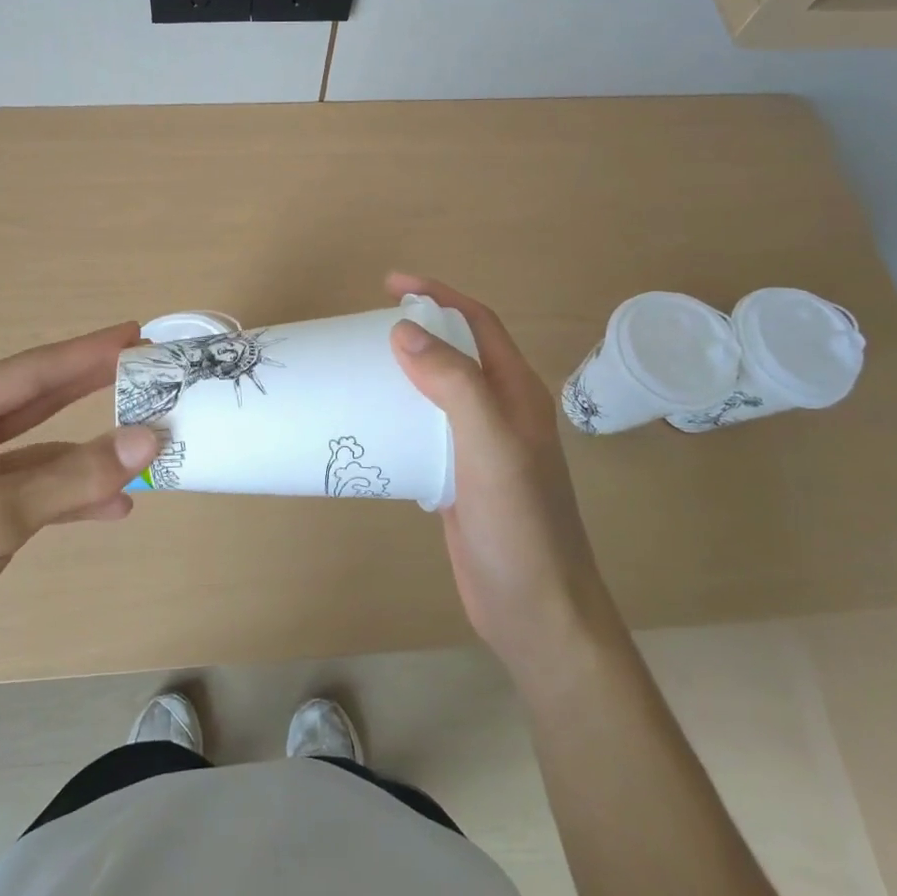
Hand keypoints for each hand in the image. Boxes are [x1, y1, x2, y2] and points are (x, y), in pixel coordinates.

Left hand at [0, 324, 160, 692]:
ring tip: (146, 445)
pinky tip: (115, 508)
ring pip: (44, 454)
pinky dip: (74, 499)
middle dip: (92, 388)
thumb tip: (150, 438)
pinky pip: (38, 495)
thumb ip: (74, 477)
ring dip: (90, 455)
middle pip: (38, 403)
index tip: (135, 334)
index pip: (29, 372)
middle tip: (146, 370)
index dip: (86, 352)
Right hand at [387, 274, 607, 675]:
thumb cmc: (519, 523)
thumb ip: (454, 384)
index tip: (391, 285)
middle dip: (418, 328)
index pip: (478, 323)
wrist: (535, 610)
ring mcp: (481, 447)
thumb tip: (405, 330)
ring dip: (406, 372)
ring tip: (361, 367)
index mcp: (517, 393)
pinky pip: (427, 431)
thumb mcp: (489, 445)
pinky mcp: (459, 479)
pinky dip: (400, 416)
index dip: (439, 295)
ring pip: (439, 393)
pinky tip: (371, 424)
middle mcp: (502, 412)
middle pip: (457, 353)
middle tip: (367, 325)